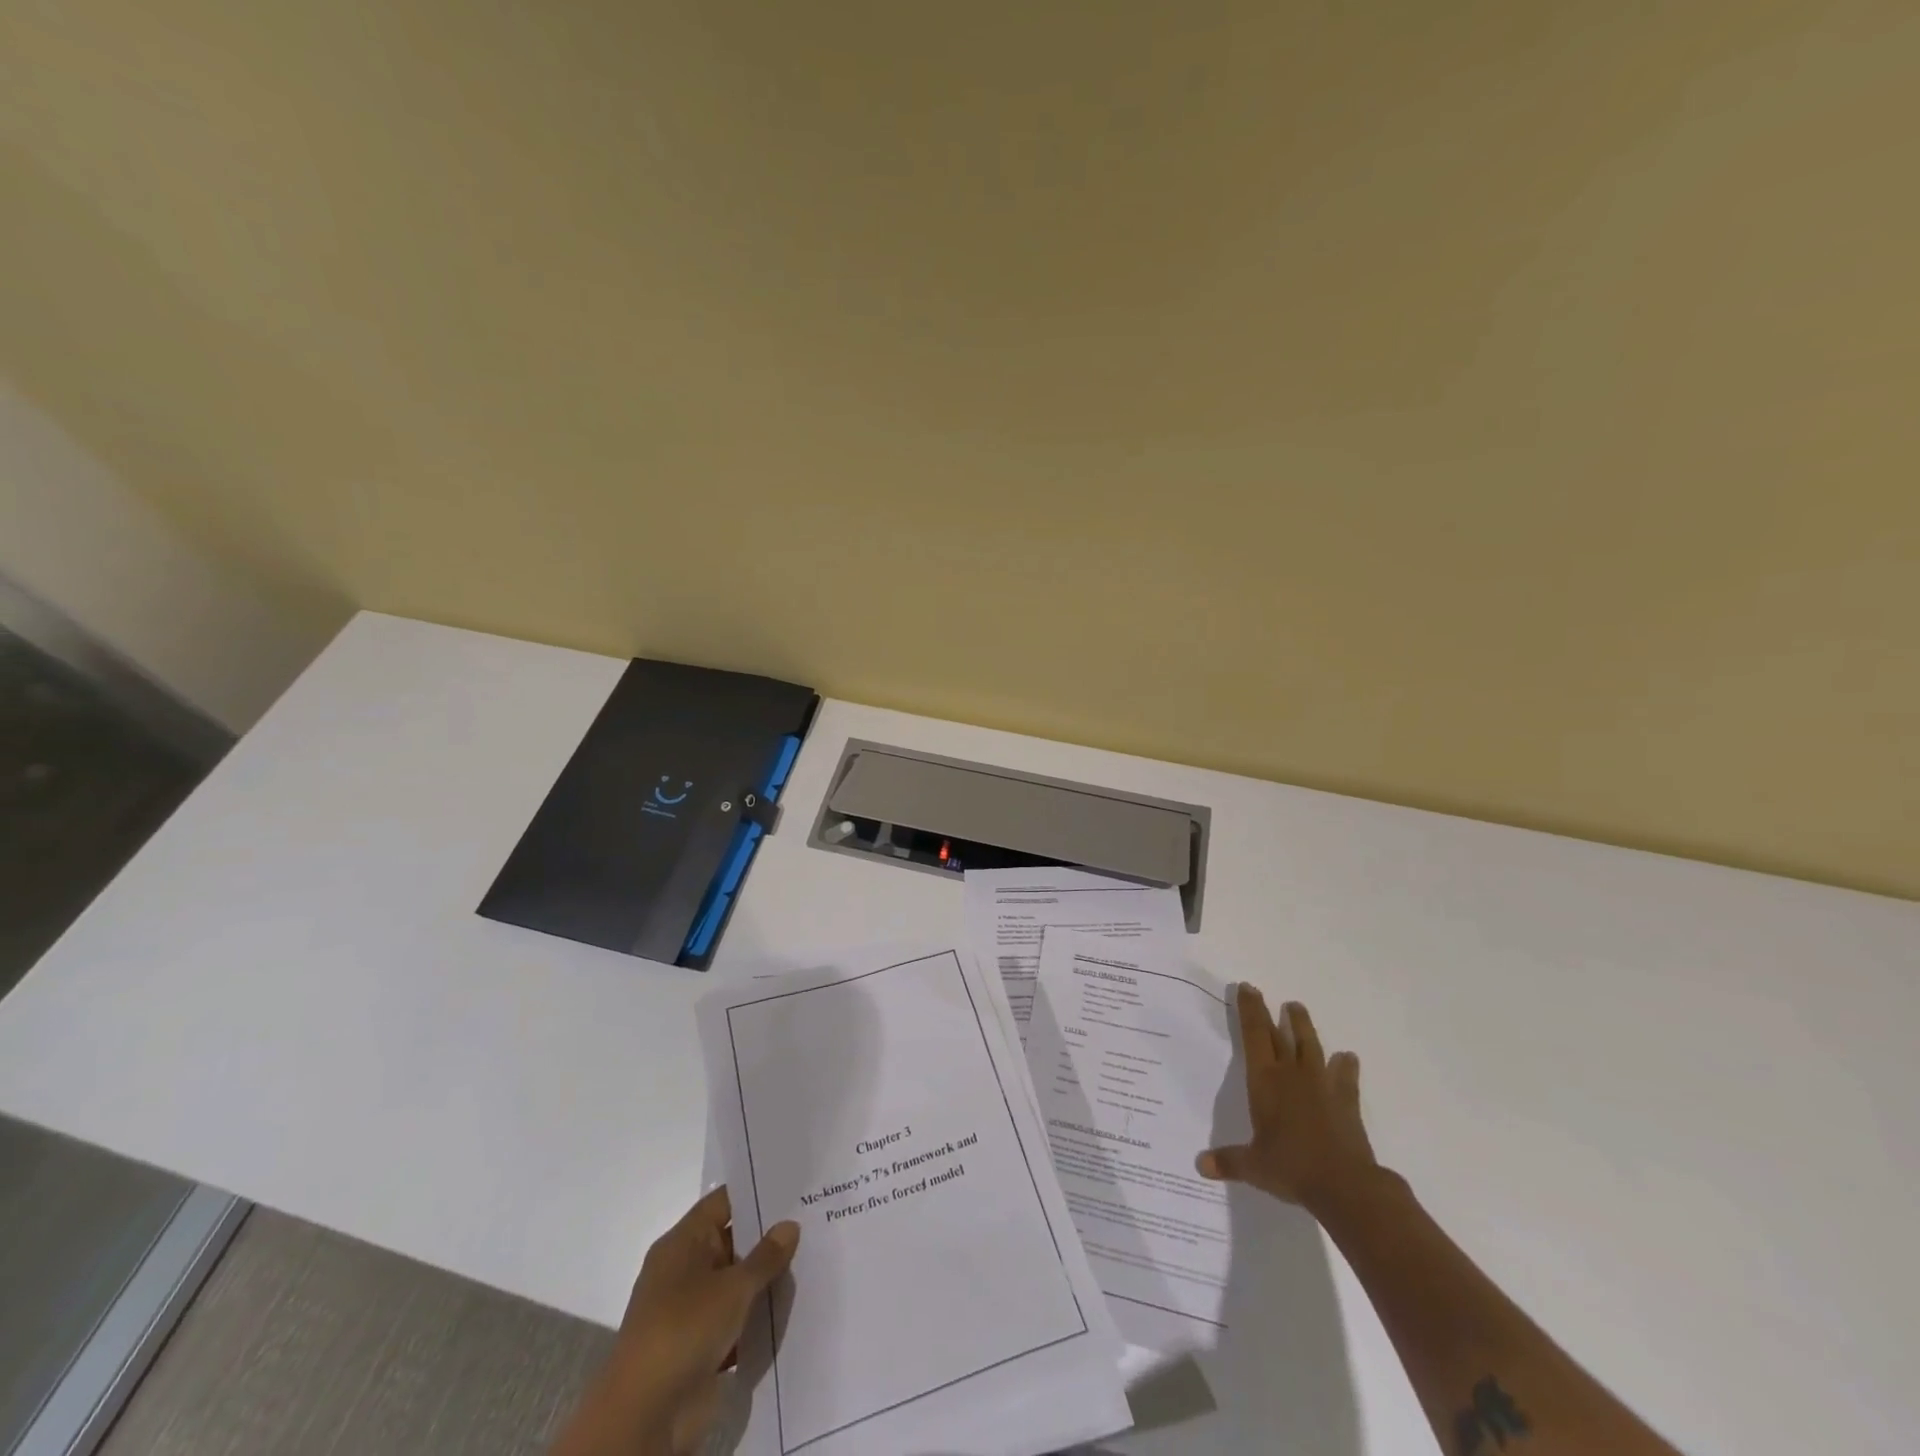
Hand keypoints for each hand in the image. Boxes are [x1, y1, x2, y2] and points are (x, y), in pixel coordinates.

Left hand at [551, 1188, 798, 1455]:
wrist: (645, 1416)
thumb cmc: (685, 1330)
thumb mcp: (732, 1287)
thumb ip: (765, 1256)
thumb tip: (789, 1224)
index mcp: (682, 1242)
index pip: (723, 1203)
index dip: (756, 1194)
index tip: (794, 1188)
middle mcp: (684, 1269)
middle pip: (732, 1241)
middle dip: (768, 1238)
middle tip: (811, 1222)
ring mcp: (690, 1309)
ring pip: (735, 1283)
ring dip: (764, 1281)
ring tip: (811, 1261)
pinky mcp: (699, 1345)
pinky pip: (734, 1319)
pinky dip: (756, 1316)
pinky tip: (791, 1308)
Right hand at [1197, 987, 1380, 1217]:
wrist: (1345, 1185)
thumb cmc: (1291, 1167)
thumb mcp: (1253, 1166)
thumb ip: (1228, 1162)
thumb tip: (1200, 1165)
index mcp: (1265, 1081)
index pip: (1253, 1036)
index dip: (1250, 1011)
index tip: (1247, 988)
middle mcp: (1291, 1074)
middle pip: (1278, 1035)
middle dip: (1268, 1013)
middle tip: (1263, 993)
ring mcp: (1321, 1085)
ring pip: (1311, 1045)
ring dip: (1303, 1026)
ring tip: (1297, 1008)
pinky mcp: (1346, 1101)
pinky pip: (1345, 1076)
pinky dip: (1345, 1066)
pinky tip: (1348, 1057)